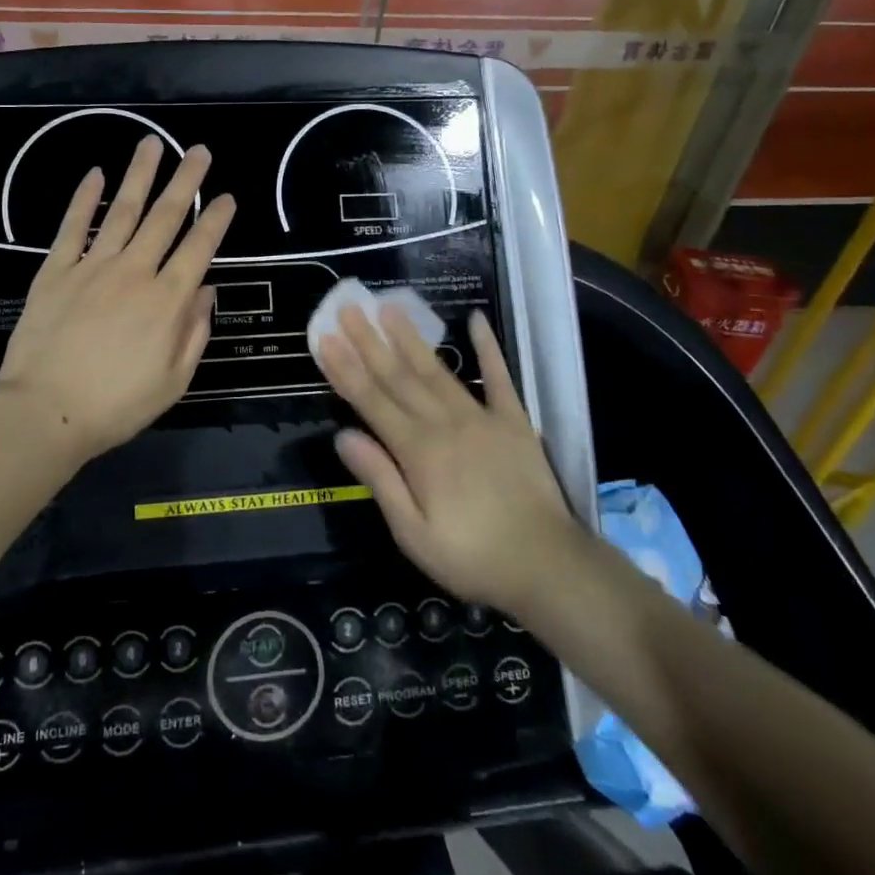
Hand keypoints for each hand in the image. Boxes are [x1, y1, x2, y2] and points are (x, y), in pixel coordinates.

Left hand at [0, 136, 235, 464]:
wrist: (45, 411)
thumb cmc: (116, 405)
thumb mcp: (174, 381)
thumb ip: (194, 332)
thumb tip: (208, 290)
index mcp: (167, 301)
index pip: (199, 248)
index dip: (216, 220)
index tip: (228, 197)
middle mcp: (134, 272)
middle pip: (165, 217)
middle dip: (186, 181)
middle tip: (199, 151)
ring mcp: (93, 266)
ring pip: (122, 210)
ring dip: (140, 175)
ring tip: (152, 143)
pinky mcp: (56, 270)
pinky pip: (73, 227)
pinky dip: (84, 199)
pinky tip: (95, 173)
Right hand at [319, 304, 577, 616]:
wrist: (548, 566)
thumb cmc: (471, 557)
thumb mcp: (413, 534)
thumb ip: (380, 479)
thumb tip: (343, 436)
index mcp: (417, 451)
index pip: (372, 401)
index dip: (345, 369)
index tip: (326, 338)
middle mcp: (445, 423)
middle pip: (399, 376)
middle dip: (369, 342)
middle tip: (349, 309)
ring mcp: (481, 417)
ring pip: (437, 370)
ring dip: (411, 338)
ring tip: (390, 308)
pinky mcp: (514, 421)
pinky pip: (499, 377)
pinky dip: (488, 347)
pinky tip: (476, 319)